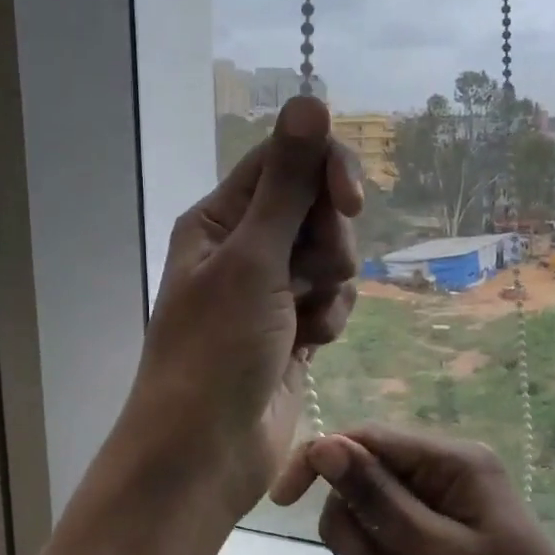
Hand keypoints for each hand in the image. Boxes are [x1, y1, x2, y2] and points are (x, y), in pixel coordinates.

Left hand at [116, 97, 361, 524]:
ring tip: (304, 322)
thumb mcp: (252, 261)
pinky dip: (329, 319)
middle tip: (309, 279)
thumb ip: (287, 185)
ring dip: (330, 287)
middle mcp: (244, 247)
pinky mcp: (293, 328)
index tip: (350, 204)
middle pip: (317, 209)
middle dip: (329, 242)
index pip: (286, 161)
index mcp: (220, 219)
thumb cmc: (215, 353)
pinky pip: (332, 300)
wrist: (205, 454)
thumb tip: (310, 100)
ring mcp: (270, 290)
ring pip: (332, 257)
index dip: (326, 173)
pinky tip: (310, 347)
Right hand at [271, 425, 554, 554]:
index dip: (321, 460)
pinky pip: (388, 536)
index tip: (283, 502)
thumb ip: (376, 495)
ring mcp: (443, 508)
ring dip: (367, 549)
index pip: (368, 438)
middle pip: (365, 477)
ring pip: (371, 510)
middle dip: (355, 524)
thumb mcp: (434, 550)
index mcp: (454, 460)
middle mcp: (446, 473)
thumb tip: (324, 444)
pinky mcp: (440, 540)